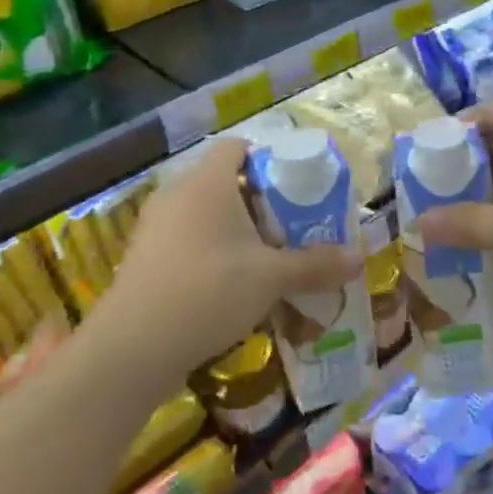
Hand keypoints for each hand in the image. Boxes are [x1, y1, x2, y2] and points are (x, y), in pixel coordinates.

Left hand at [97, 138, 362, 384]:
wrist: (133, 346)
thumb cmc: (209, 291)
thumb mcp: (271, 278)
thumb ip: (315, 265)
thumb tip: (359, 259)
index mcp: (208, 182)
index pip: (236, 147)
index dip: (267, 158)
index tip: (294, 187)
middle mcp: (177, 193)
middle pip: (223, 181)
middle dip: (258, 202)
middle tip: (288, 228)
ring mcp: (155, 226)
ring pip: (203, 213)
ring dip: (234, 230)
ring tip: (263, 259)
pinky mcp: (143, 256)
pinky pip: (185, 239)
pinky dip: (209, 251)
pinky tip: (228, 286)